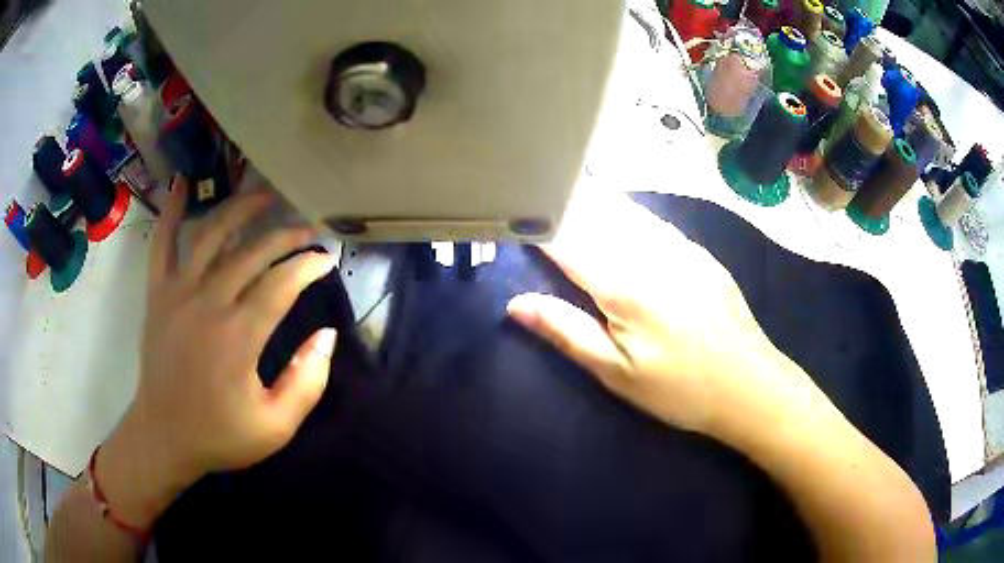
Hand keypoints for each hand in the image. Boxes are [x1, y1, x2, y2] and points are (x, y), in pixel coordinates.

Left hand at [96, 178, 338, 530]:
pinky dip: (172, 212)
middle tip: (308, 230)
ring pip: (210, 235)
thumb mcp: (276, 427)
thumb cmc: (220, 435)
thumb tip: (327, 335)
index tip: (326, 258)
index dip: (308, 265)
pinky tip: (182, 184)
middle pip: (252, 253)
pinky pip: (161, 243)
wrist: (164, 436)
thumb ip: (307, 382)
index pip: (281, 284)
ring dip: (240, 210)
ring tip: (264, 195)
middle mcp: (207, 303)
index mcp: (238, 337)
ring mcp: (177, 293)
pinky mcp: (157, 294)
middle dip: (285, 235)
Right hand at [507, 189, 812, 438]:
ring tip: (567, 189)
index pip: (567, 238)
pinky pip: (653, 219)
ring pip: (625, 209)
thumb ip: (567, 332)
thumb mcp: (617, 372)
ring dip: (593, 199)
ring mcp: (680, 247)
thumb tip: (516, 304)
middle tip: (537, 191)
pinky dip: (625, 211)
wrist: (749, 385)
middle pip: (596, 213)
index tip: (514, 213)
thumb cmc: (679, 389)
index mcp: (624, 284)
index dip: (537, 223)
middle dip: (564, 201)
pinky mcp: (699, 252)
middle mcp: (651, 252)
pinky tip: (617, 210)